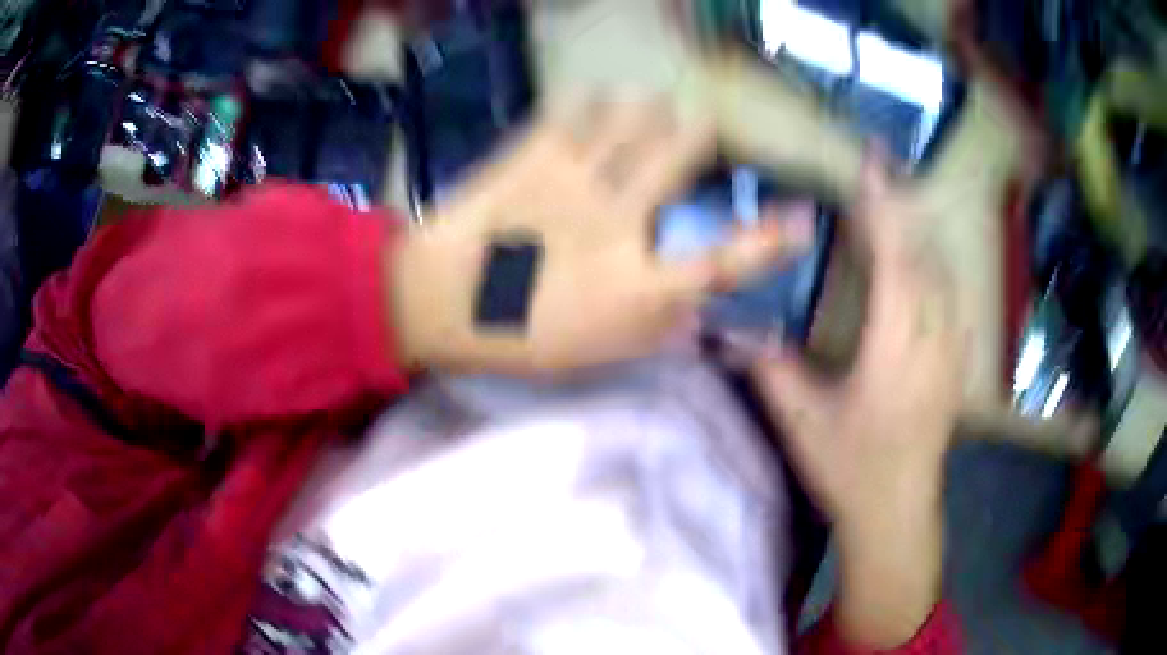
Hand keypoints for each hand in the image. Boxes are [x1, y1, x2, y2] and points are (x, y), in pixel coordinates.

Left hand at [389, 99, 811, 374]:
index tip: (802, 220)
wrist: (437, 302)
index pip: (723, 261)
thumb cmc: (518, 337)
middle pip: (678, 153)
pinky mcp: (531, 155)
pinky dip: (588, 102)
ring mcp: (573, 179)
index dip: (769, 242)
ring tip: (648, 107)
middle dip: (696, 133)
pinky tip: (591, 104)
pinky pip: (572, 111)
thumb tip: (698, 317)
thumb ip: (655, 336)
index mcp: (636, 282)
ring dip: (647, 109)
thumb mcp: (596, 356)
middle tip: (697, 127)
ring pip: (632, 117)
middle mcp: (618, 221)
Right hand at [748, 150, 964, 646]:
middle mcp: (932, 340)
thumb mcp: (804, 424)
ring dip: (919, 230)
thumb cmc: (852, 470)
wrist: (899, 511)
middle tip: (883, 165)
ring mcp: (950, 350)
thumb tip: (728, 331)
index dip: (883, 211)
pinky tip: (922, 257)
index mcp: (896, 351)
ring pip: (942, 272)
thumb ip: (771, 370)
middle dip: (903, 205)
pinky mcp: (955, 361)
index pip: (896, 264)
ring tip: (897, 198)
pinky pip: (950, 296)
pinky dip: (934, 263)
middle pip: (924, 256)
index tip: (871, 168)